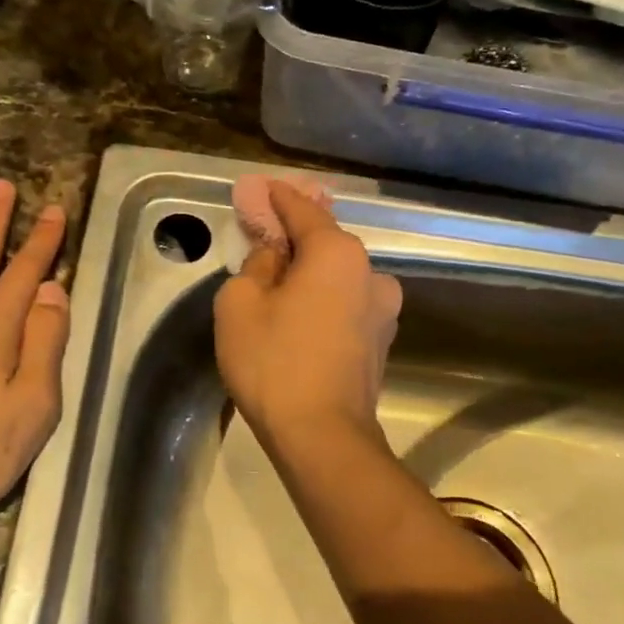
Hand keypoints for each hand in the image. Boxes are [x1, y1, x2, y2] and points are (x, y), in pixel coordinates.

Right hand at [214, 180, 401, 451]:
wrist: (322, 436)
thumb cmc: (274, 362)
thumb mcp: (240, 303)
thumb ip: (256, 265)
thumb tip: (275, 256)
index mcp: (338, 253)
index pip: (304, 210)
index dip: (279, 197)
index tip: (263, 187)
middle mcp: (371, 273)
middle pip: (325, 243)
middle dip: (295, 238)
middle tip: (265, 236)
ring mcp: (383, 310)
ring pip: (338, 277)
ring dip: (311, 274)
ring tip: (280, 285)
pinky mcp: (381, 341)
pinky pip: (346, 304)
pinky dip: (324, 300)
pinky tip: (300, 316)